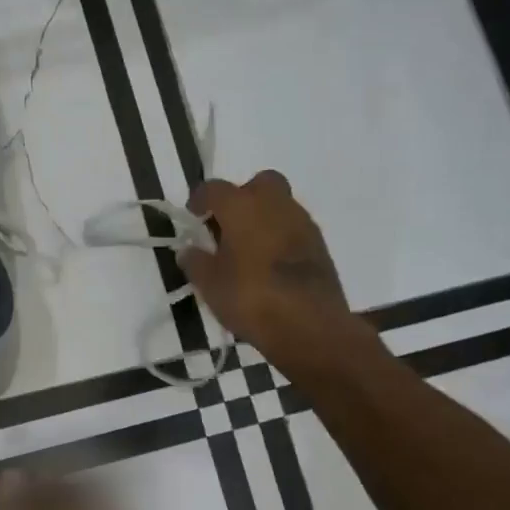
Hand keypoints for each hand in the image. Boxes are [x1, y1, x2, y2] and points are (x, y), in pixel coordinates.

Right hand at [180, 171, 367, 364]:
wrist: (310, 326)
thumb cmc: (250, 297)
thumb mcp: (209, 284)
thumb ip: (195, 262)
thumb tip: (189, 251)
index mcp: (242, 206)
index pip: (214, 188)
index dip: (199, 200)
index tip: (192, 216)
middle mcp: (275, 204)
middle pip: (258, 184)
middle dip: (241, 197)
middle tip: (227, 226)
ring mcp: (302, 223)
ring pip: (279, 205)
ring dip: (262, 218)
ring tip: (247, 249)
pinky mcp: (320, 246)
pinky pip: (293, 229)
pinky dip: (280, 237)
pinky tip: (269, 264)